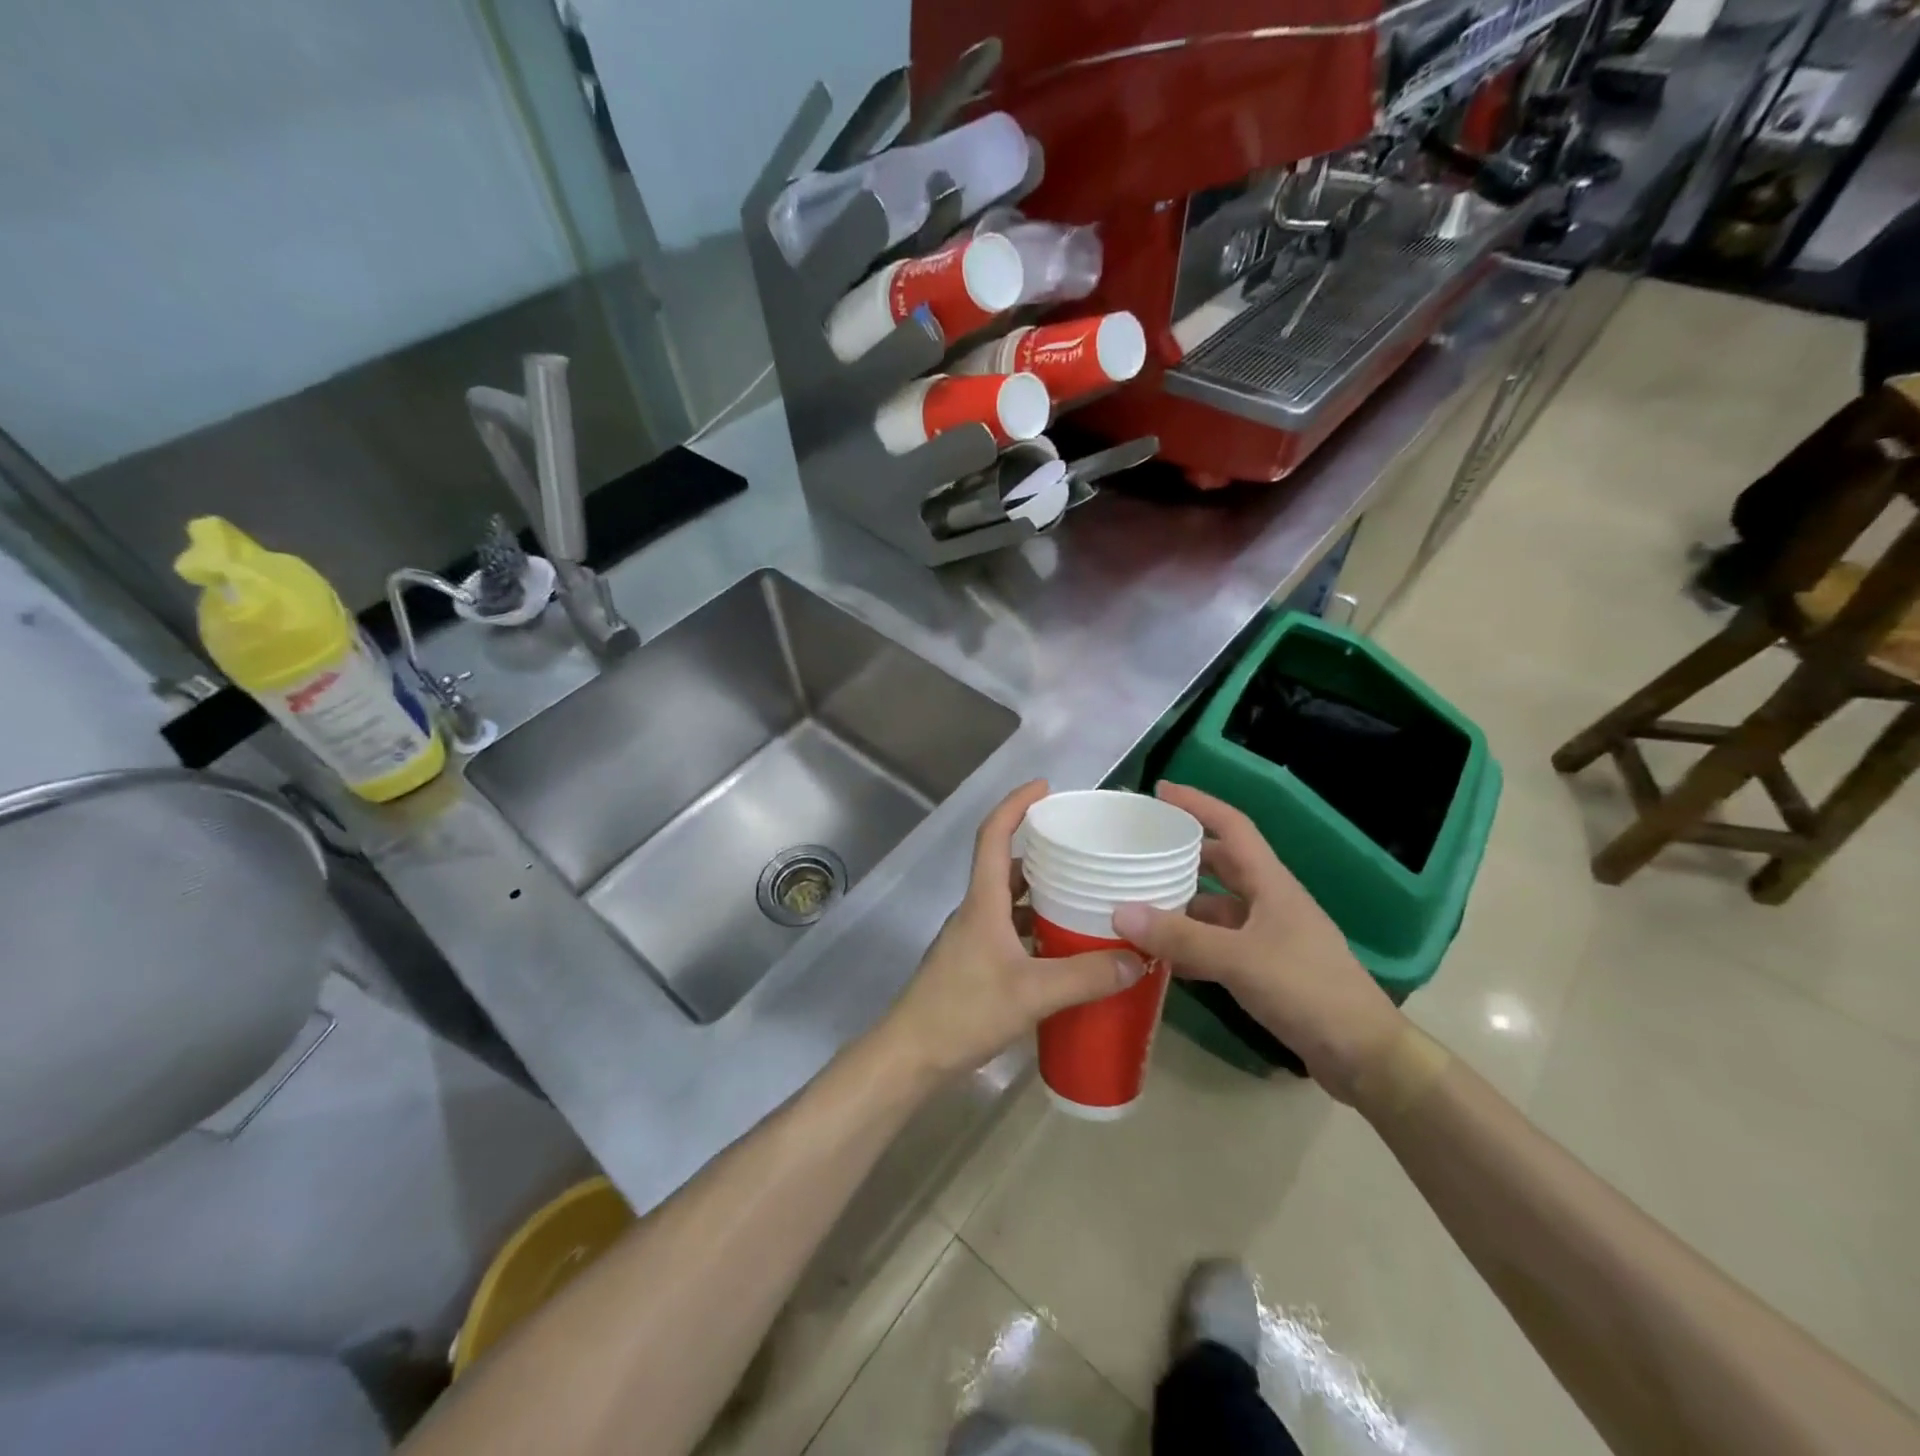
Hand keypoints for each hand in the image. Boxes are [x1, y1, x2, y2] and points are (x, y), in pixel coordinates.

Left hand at [884, 781, 1145, 1079]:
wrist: (912, 1054)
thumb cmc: (965, 1010)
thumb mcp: (1033, 993)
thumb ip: (1087, 977)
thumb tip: (1138, 958)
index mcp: (983, 901)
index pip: (994, 835)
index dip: (1015, 804)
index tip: (1044, 787)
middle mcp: (976, 911)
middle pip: (1006, 865)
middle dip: (1041, 850)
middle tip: (1081, 849)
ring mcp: (972, 938)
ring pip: (1009, 901)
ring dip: (1040, 894)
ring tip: (1083, 896)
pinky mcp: (974, 963)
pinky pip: (1009, 931)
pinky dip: (1035, 929)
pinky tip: (1063, 949)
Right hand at [1111, 783, 1404, 1104]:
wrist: (1364, 1056)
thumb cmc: (1308, 990)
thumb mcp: (1239, 960)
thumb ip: (1180, 937)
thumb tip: (1119, 912)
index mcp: (1271, 884)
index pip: (1233, 826)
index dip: (1199, 804)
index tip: (1161, 790)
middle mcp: (1269, 902)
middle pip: (1221, 863)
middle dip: (1182, 852)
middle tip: (1140, 849)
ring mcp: (1269, 936)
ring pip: (1216, 906)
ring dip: (1182, 902)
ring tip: (1138, 900)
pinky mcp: (1266, 968)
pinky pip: (1218, 942)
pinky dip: (1190, 942)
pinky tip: (1162, 954)